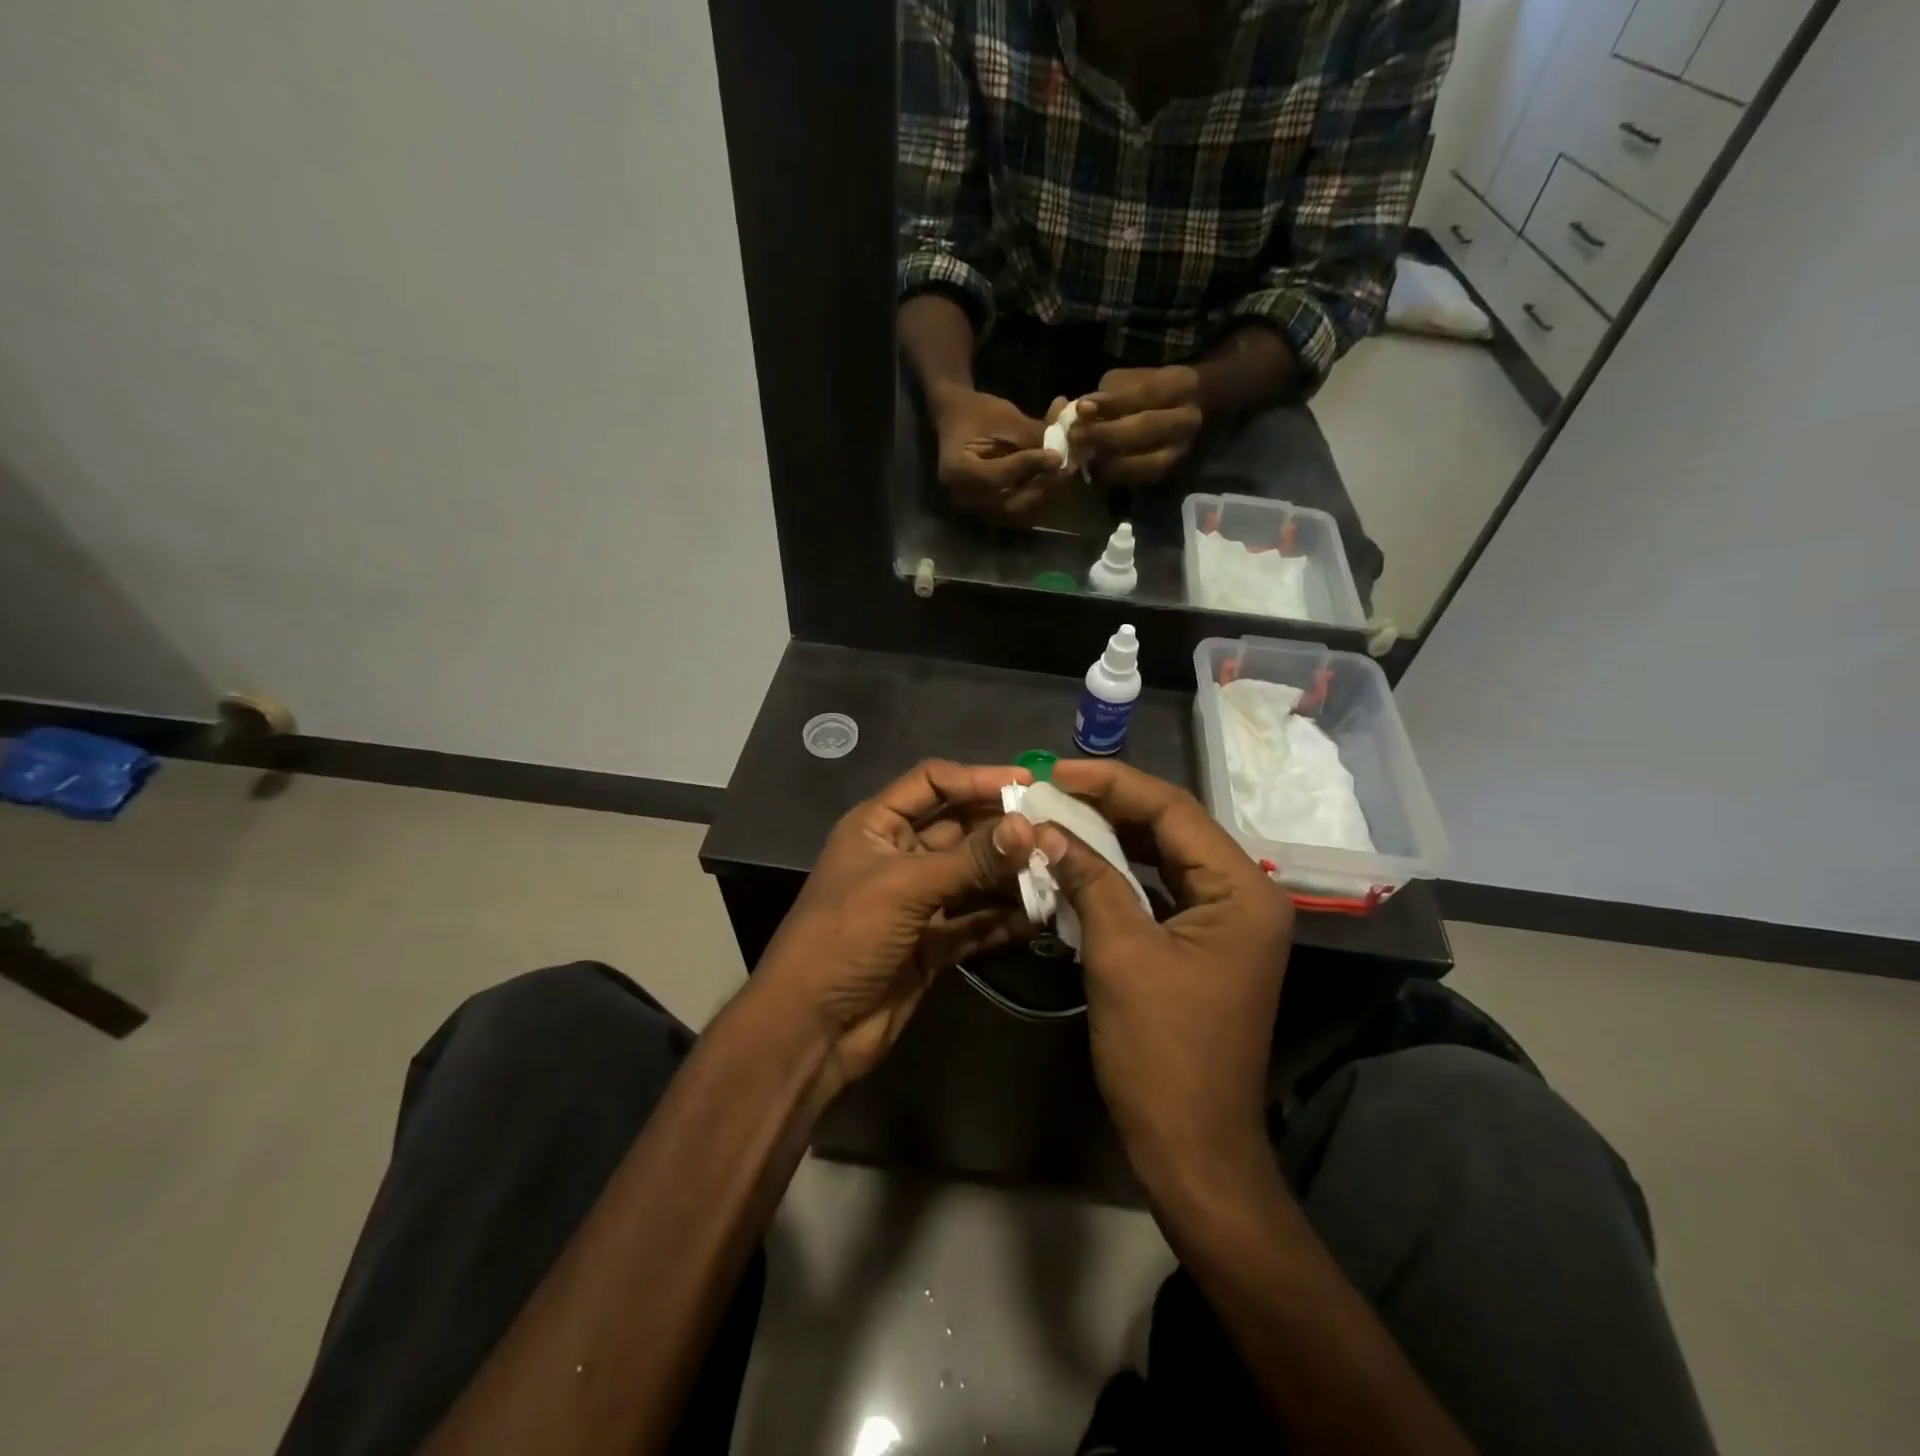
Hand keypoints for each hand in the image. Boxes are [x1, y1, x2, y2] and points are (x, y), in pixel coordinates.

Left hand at [757, 760, 1037, 1093]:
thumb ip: (970, 859)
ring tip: (1058, 870)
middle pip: (959, 827)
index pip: (933, 782)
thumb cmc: (846, 937)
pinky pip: (975, 921)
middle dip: (1003, 829)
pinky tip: (1040, 917)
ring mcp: (917, 901)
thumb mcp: (905, 887)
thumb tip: (1029, 827)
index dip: (977, 778)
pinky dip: (1004, 918)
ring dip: (1010, 874)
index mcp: (877, 826)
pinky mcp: (932, 943)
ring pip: (972, 875)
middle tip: (1056, 830)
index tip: (1028, 783)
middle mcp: (899, 855)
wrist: (811, 1028)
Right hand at [929, 386, 1064, 522]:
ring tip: (1061, 476)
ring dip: (1042, 496)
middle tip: (1065, 472)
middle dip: (1041, 487)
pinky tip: (1049, 482)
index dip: (1030, 467)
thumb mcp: (1006, 417)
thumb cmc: (978, 412)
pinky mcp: (986, 510)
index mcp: (958, 471)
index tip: (1056, 456)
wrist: (957, 419)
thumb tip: (1063, 453)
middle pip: (1009, 504)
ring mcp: (974, 508)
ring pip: (1016, 513)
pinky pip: (1015, 512)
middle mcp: (963, 497)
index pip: (999, 476)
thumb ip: (1032, 436)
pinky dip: (1035, 499)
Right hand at [1033, 759, 1293, 1183]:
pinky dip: (1121, 874)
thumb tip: (1048, 831)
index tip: (1056, 773)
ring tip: (1059, 816)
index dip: (1113, 784)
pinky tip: (1080, 863)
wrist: (1193, 1147)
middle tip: (1051, 790)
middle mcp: (1244, 895)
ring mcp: (1226, 921)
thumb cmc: (1162, 1052)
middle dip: (1110, 806)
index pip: (1173, 810)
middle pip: (1172, 828)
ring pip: (1164, 857)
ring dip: (1112, 837)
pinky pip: (1160, 890)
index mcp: (1241, 890)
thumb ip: (1090, 881)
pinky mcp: (1204, 943)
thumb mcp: (1121, 954)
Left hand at [1071, 365, 1204, 487]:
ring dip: (1108, 460)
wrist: (1183, 414)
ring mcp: (1180, 450)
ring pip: (1144, 461)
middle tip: (1074, 436)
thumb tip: (1079, 412)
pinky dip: (1115, 476)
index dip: (1111, 402)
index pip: (1144, 392)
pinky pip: (1140, 480)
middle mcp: (1187, 420)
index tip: (1081, 407)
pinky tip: (1096, 469)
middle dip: (1105, 433)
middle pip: (1144, 428)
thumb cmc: (1147, 393)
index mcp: (1180, 385)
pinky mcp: (1169, 473)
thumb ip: (1106, 395)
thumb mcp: (1129, 381)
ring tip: (1083, 455)